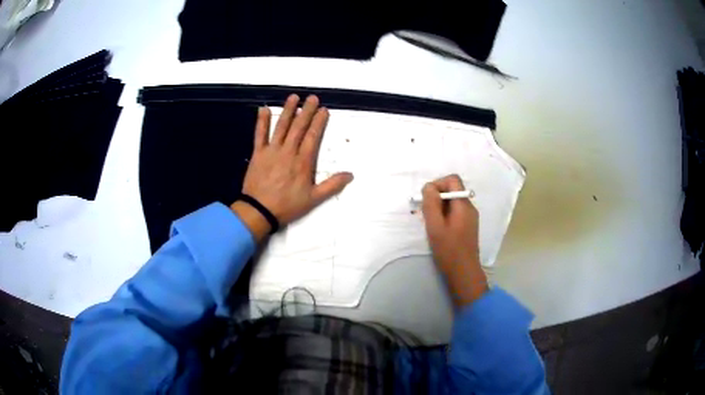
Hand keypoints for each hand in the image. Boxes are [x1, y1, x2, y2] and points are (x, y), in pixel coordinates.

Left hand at [232, 94, 353, 240]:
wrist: (259, 211)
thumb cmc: (287, 205)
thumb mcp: (314, 199)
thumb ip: (332, 185)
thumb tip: (350, 174)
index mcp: (303, 161)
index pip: (313, 136)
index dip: (319, 122)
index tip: (324, 110)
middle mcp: (288, 151)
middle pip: (299, 127)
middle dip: (307, 111)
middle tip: (312, 97)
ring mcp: (272, 151)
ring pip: (281, 127)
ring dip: (288, 111)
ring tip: (294, 97)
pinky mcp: (258, 153)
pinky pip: (260, 135)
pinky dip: (262, 122)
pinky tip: (264, 109)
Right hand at [421, 174, 487, 306]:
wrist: (464, 273)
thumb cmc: (449, 250)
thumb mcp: (435, 226)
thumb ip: (431, 204)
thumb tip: (428, 187)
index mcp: (463, 204)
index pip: (453, 179)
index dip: (437, 184)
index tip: (426, 199)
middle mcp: (469, 207)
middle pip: (452, 190)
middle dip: (436, 197)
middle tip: (425, 213)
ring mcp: (469, 217)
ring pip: (452, 202)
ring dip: (439, 207)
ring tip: (430, 223)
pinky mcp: (467, 227)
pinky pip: (454, 212)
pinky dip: (444, 215)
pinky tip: (438, 230)